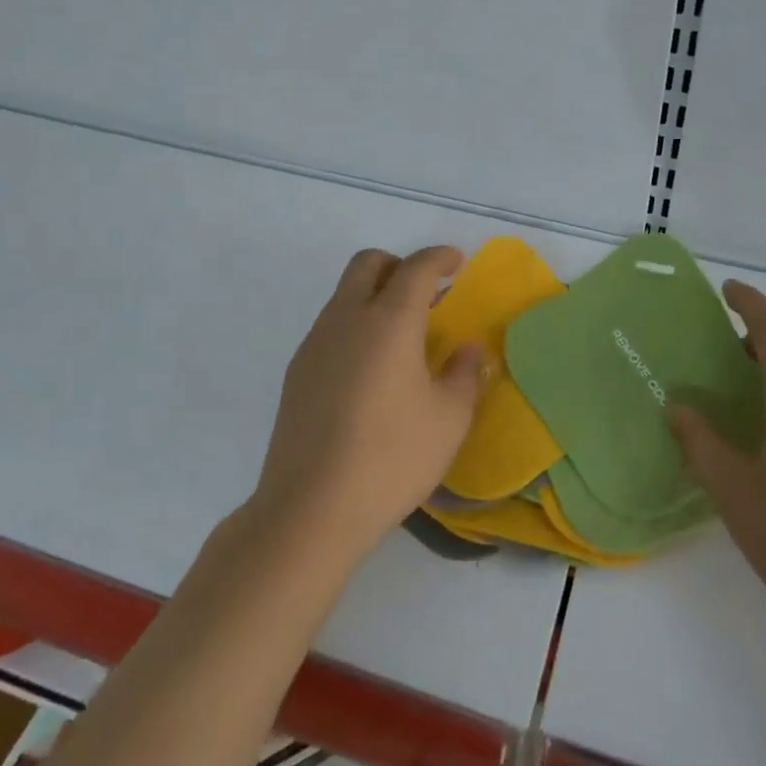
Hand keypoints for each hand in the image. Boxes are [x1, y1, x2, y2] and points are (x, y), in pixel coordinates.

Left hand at [250, 246, 486, 562]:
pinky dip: (355, 325)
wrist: (310, 508)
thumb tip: (468, 350)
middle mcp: (347, 319)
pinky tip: (369, 371)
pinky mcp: (297, 372)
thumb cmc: (392, 458)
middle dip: (399, 265)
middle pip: (368, 264)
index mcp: (389, 321)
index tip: (457, 263)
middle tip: (425, 293)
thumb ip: (465, 375)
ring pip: (344, 294)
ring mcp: (316, 343)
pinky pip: (330, 326)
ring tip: (401, 337)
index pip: (416, 268)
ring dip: (374, 295)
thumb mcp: (449, 419)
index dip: (440, 257)